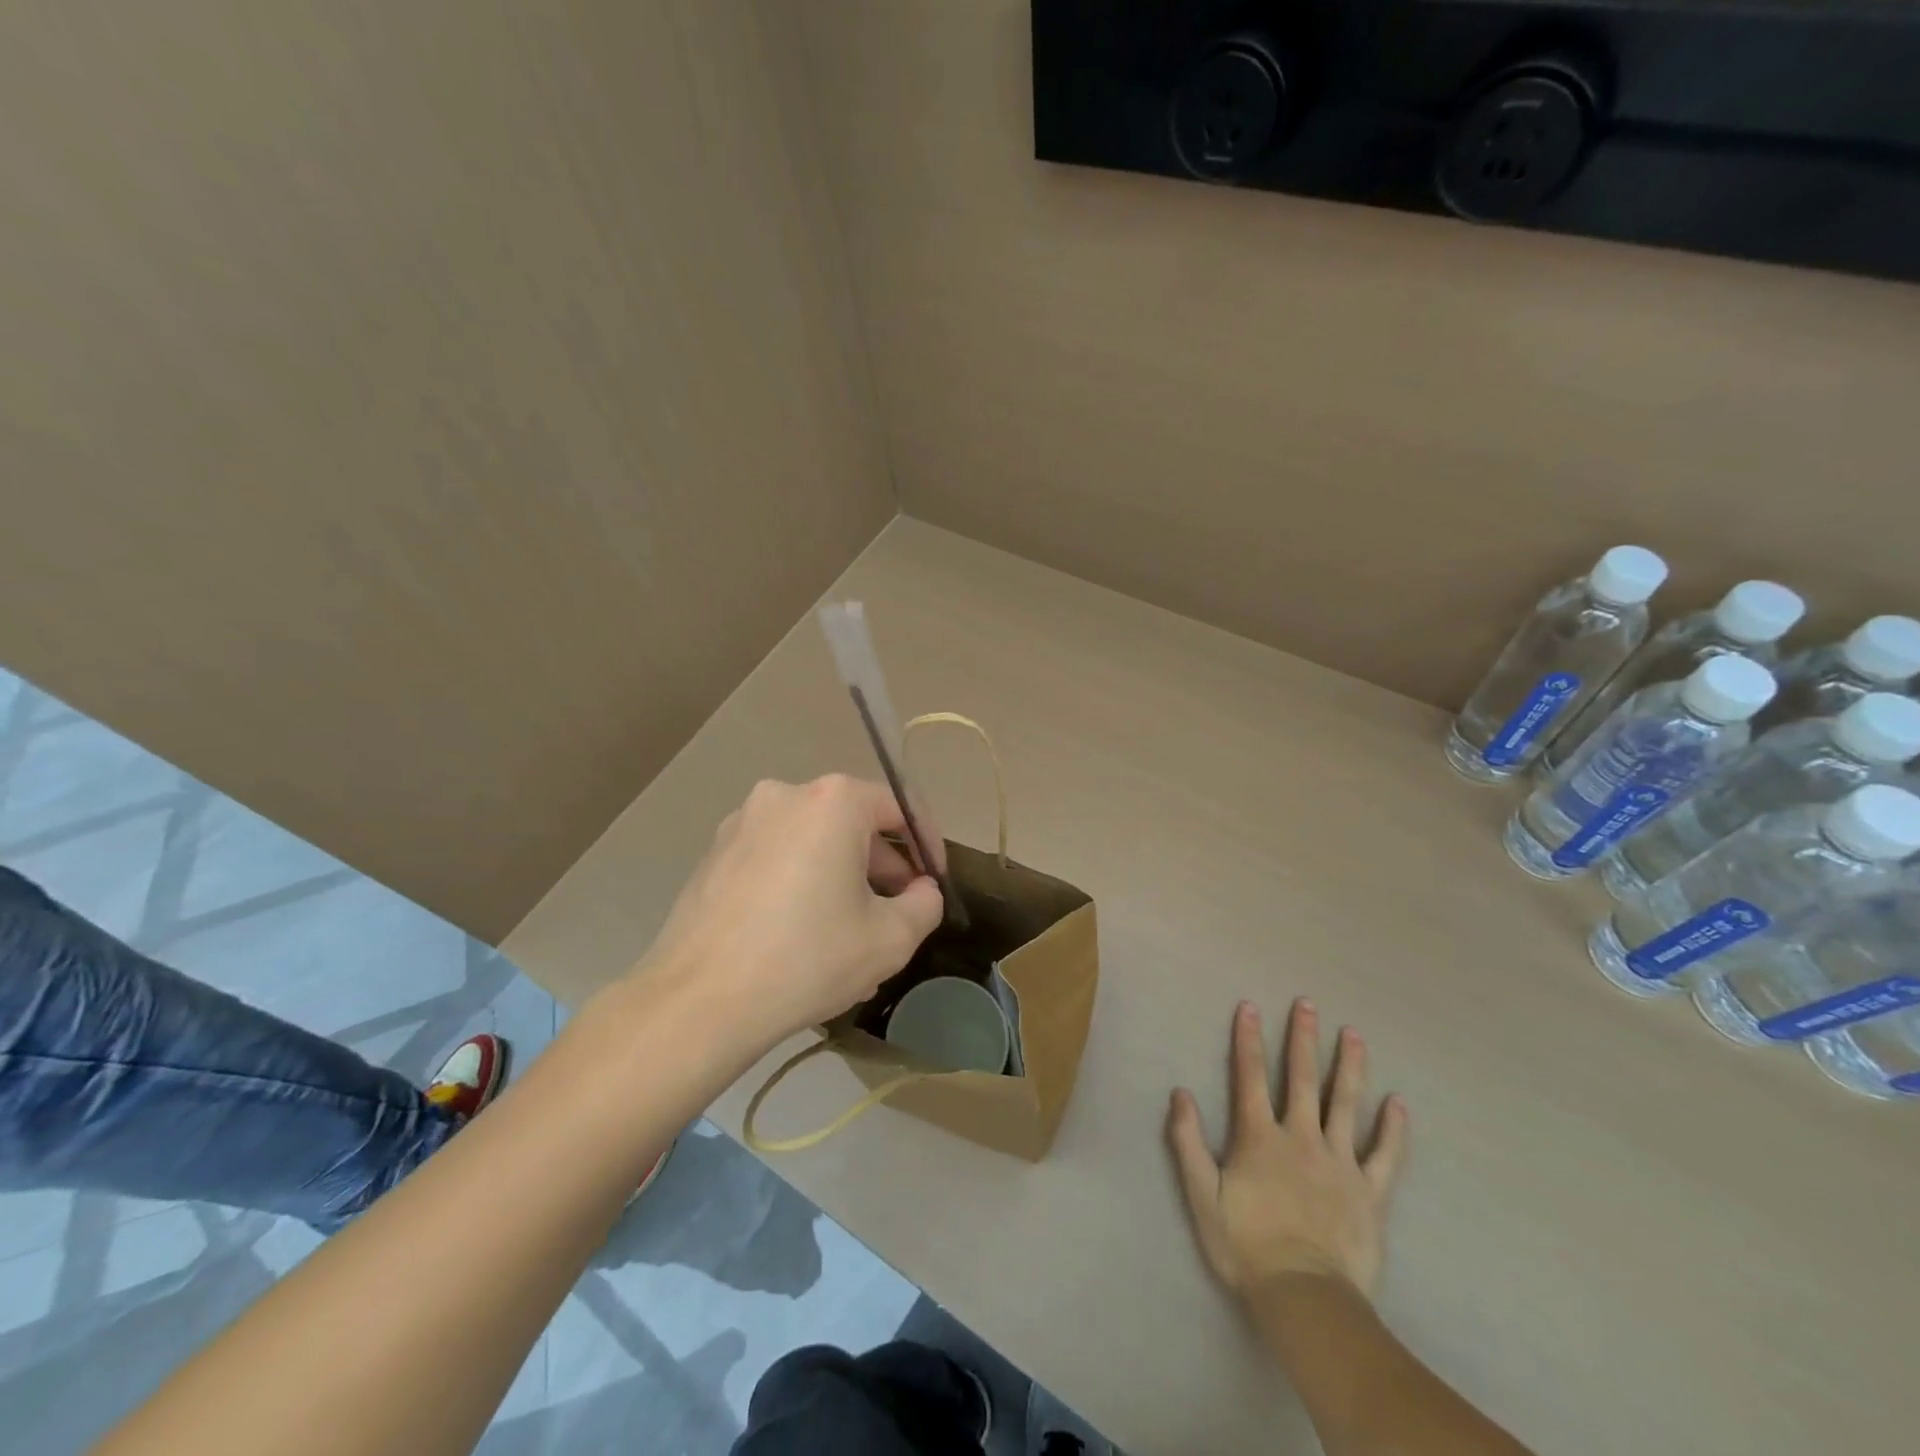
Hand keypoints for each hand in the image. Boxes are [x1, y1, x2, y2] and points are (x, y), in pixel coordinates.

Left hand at [638, 775, 945, 1050]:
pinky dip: (801, 886)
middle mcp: (785, 795)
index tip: (934, 884)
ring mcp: (742, 823)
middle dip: (882, 870)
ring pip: (813, 845)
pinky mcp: (714, 854)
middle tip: (895, 918)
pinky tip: (804, 939)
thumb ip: (925, 905)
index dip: (925, 845)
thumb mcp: (890, 939)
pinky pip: (777, 860)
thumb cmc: (807, 958)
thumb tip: (921, 892)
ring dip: (841, 883)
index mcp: (832, 801)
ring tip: (852, 941)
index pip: (898, 808)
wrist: (698, 1002)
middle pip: (852, 825)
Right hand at [1167, 999, 1407, 1301]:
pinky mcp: (1370, 1193)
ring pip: (1345, 1105)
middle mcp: (1300, 1138)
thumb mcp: (1201, 1194)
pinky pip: (1385, 1155)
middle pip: (1301, 1079)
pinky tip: (1398, 1102)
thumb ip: (1188, 1141)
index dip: (1247, 1040)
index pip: (1249, 1076)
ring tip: (1354, 1035)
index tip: (1250, 1007)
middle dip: (1303, 1039)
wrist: (1304, 1296)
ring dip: (1349, 1067)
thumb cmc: (1246, 1245)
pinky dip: (1392, 1128)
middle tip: (1308, 1004)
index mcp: (1259, 1137)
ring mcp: (1340, 1163)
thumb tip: (1180, 1093)